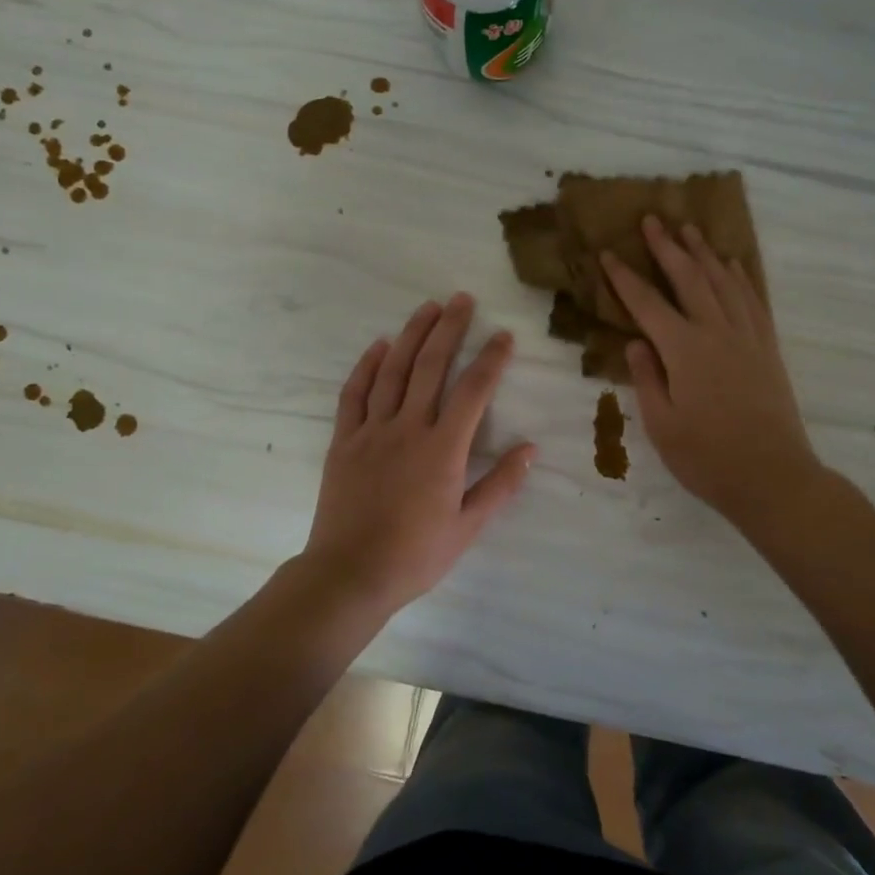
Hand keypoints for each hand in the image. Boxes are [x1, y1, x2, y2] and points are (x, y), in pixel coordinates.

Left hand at [300, 294, 534, 610]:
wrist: (349, 574)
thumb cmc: (415, 554)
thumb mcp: (468, 526)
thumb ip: (500, 485)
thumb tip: (530, 448)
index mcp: (443, 450)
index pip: (473, 391)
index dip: (491, 359)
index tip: (504, 336)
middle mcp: (408, 429)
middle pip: (431, 367)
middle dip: (449, 329)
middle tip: (462, 299)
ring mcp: (371, 431)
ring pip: (393, 371)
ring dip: (411, 335)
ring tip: (427, 308)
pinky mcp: (343, 441)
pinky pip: (354, 394)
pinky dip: (367, 366)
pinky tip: (379, 346)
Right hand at [603, 218, 822, 533]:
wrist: (773, 477)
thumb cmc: (708, 458)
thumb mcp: (662, 425)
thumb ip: (647, 379)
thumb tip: (636, 343)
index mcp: (684, 350)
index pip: (647, 304)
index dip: (624, 277)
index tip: (607, 253)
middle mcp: (717, 332)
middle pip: (689, 278)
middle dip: (668, 247)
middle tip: (652, 219)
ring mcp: (747, 337)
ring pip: (723, 282)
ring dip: (704, 253)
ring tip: (690, 229)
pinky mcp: (767, 348)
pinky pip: (753, 300)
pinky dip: (741, 277)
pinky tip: (733, 265)